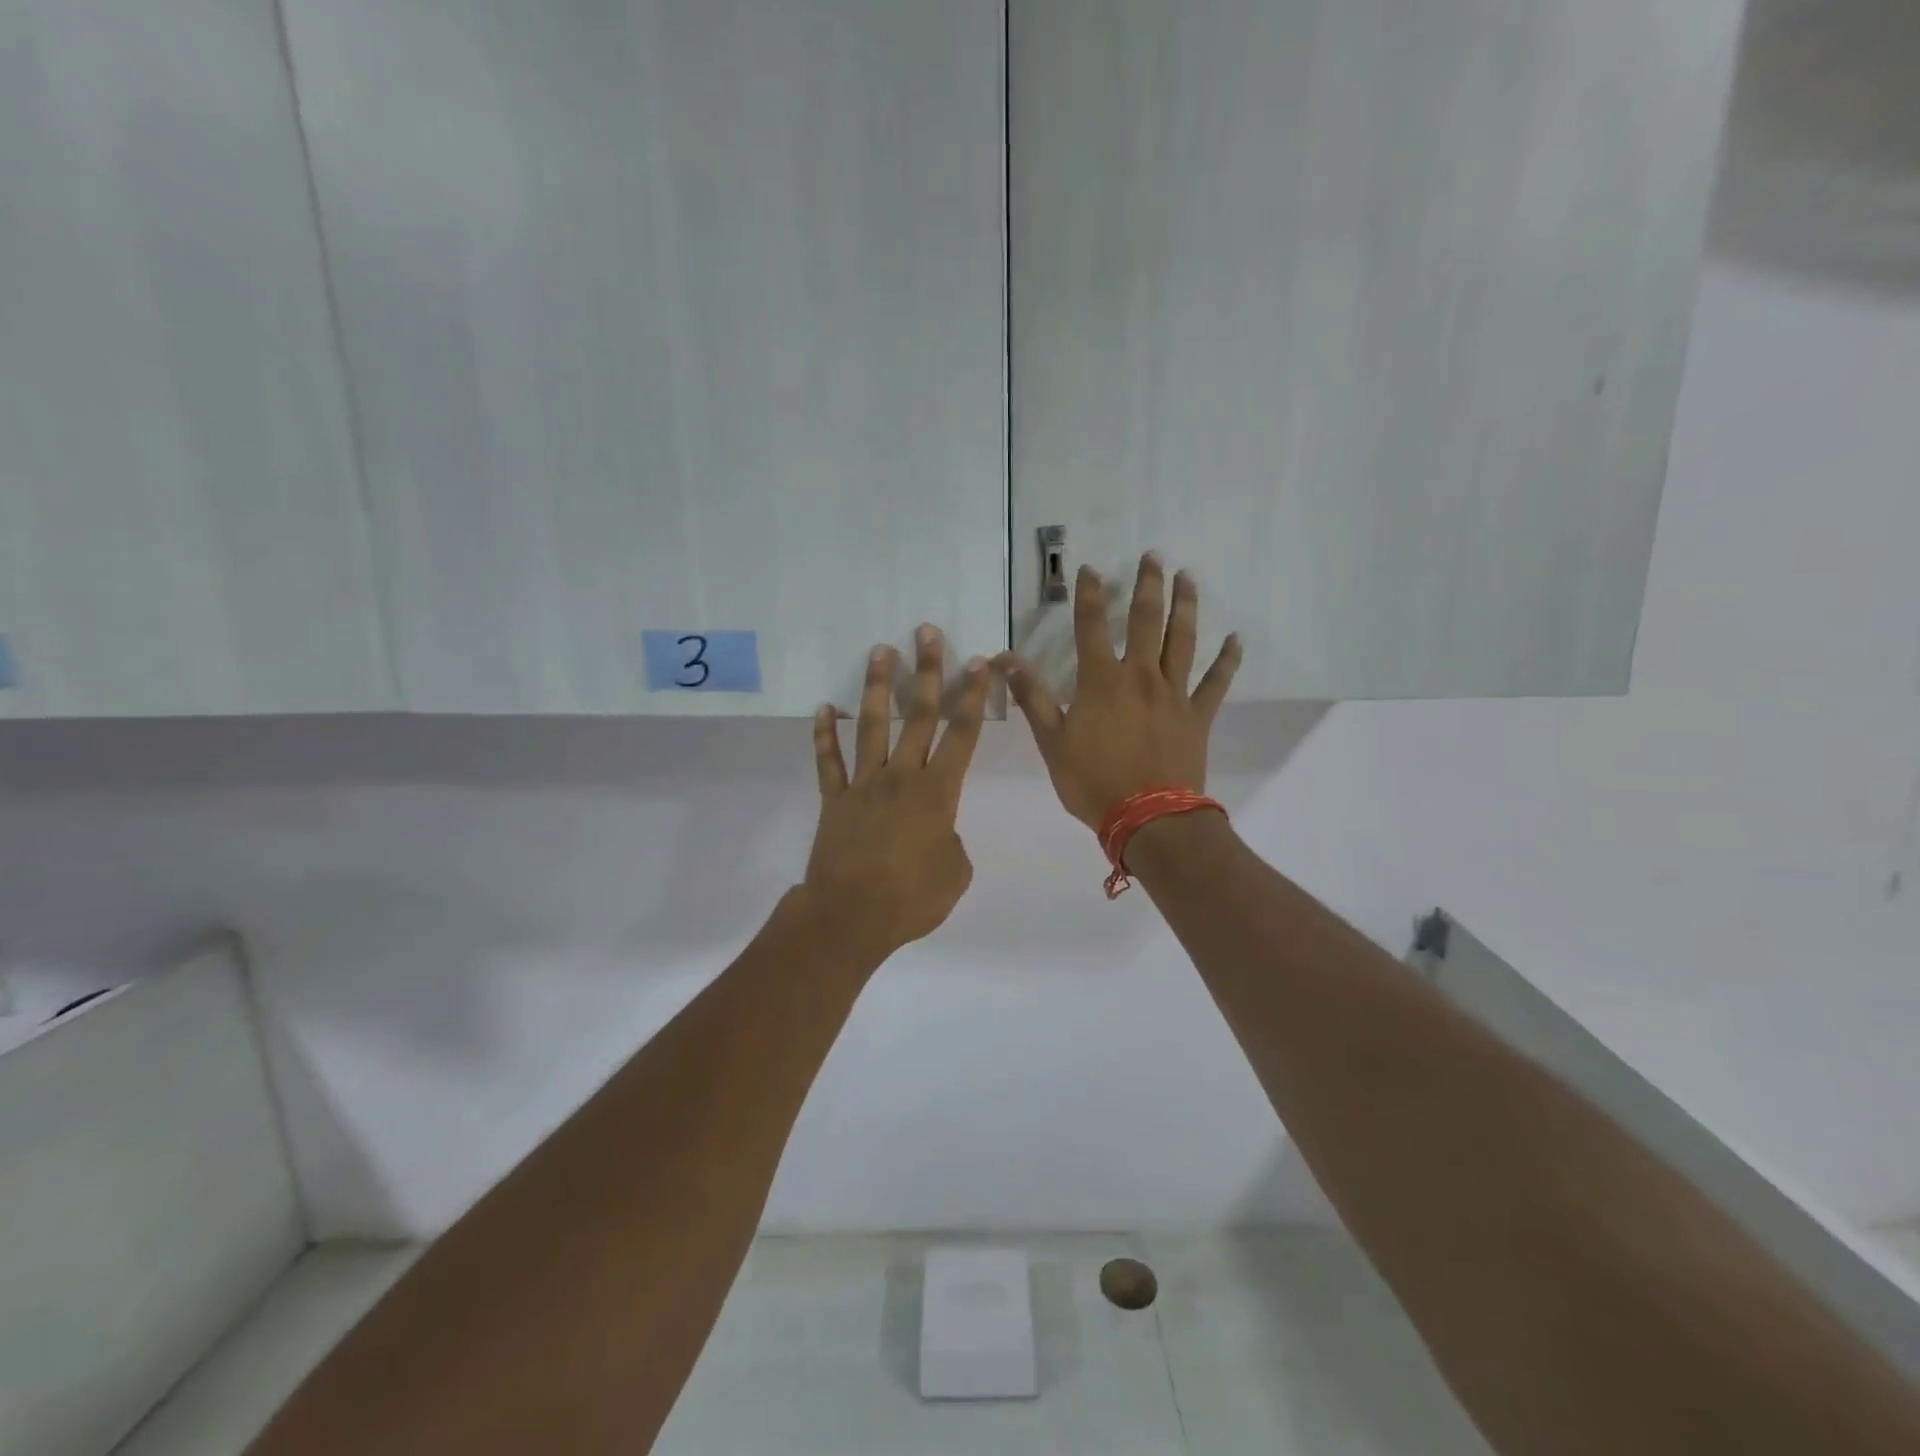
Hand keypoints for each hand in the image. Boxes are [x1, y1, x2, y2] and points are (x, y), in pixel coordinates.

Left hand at [803, 625, 989, 957]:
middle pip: (917, 716)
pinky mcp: (834, 801)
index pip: (961, 735)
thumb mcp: (955, 873)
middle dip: (927, 672)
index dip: (972, 697)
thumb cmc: (912, 899)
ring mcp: (863, 785)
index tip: (978, 663)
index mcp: (938, 793)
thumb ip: (953, 843)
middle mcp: (901, 777)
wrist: (851, 917)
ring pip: (871, 726)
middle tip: (927, 632)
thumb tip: (939, 832)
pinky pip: (827, 763)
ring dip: (877, 687)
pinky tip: (822, 710)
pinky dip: (823, 736)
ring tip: (880, 650)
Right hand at [996, 554, 1240, 829]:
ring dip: (1185, 606)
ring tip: (1188, 577)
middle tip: (1154, 556)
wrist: (1148, 818)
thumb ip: (1031, 697)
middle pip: (1145, 621)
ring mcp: (1174, 694)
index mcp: (1102, 681)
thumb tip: (1004, 659)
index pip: (1091, 627)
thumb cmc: (1093, 782)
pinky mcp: (1197, 715)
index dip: (1089, 595)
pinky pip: (1216, 682)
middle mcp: (1140, 676)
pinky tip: (1236, 639)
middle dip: (1147, 586)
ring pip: (1181, 641)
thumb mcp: (1051, 742)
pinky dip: (1227, 660)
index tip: (1090, 569)